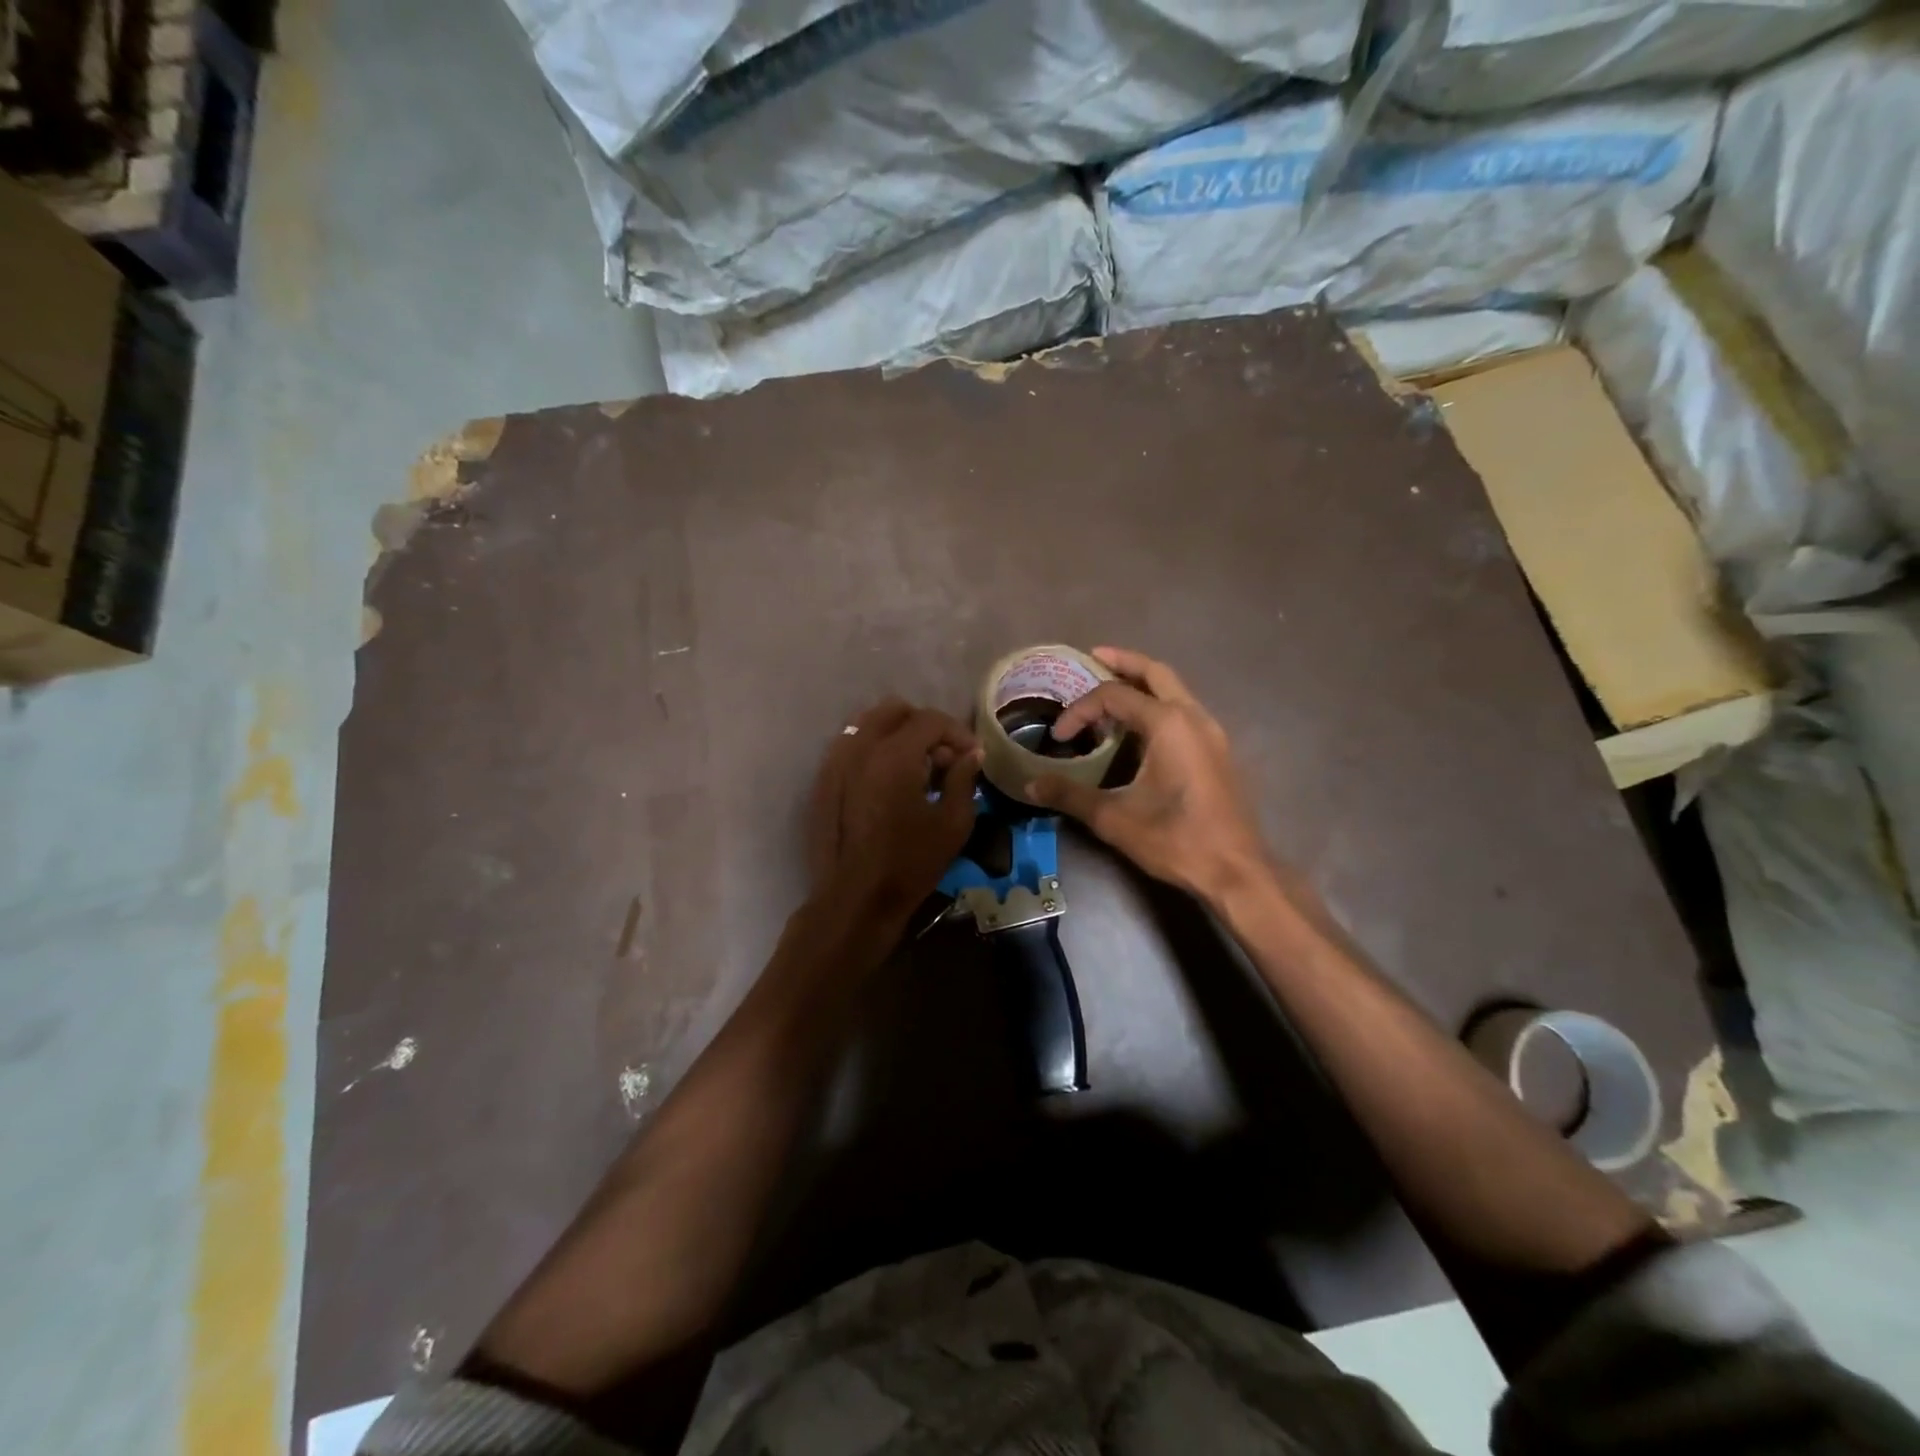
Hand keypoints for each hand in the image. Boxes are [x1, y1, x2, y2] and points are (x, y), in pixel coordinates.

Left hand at [807, 697, 982, 930]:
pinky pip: (851, 746)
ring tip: (918, 766)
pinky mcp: (824, 780)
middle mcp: (860, 748)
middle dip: (925, 726)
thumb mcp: (952, 823)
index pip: (930, 720)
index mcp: (894, 755)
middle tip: (944, 755)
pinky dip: (874, 750)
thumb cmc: (910, 863)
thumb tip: (971, 755)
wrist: (856, 898)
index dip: (957, 733)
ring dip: (898, 734)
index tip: (972, 755)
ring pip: (868, 724)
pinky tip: (890, 779)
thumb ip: (963, 779)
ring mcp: (836, 762)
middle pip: (895, 710)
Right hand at [1026, 647, 1268, 903]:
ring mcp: (1212, 733)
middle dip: (1123, 662)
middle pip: (1155, 672)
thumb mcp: (1114, 818)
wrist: (1236, 871)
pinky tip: (1140, 730)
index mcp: (1168, 723)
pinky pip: (1185, 711)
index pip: (1114, 696)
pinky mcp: (1218, 751)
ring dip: (1143, 684)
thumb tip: (1030, 784)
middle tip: (1093, 657)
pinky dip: (1159, 705)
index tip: (1059, 736)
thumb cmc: (1175, 839)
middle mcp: (1193, 716)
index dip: (1080, 710)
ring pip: (1175, 690)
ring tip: (1112, 694)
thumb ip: (1070, 795)